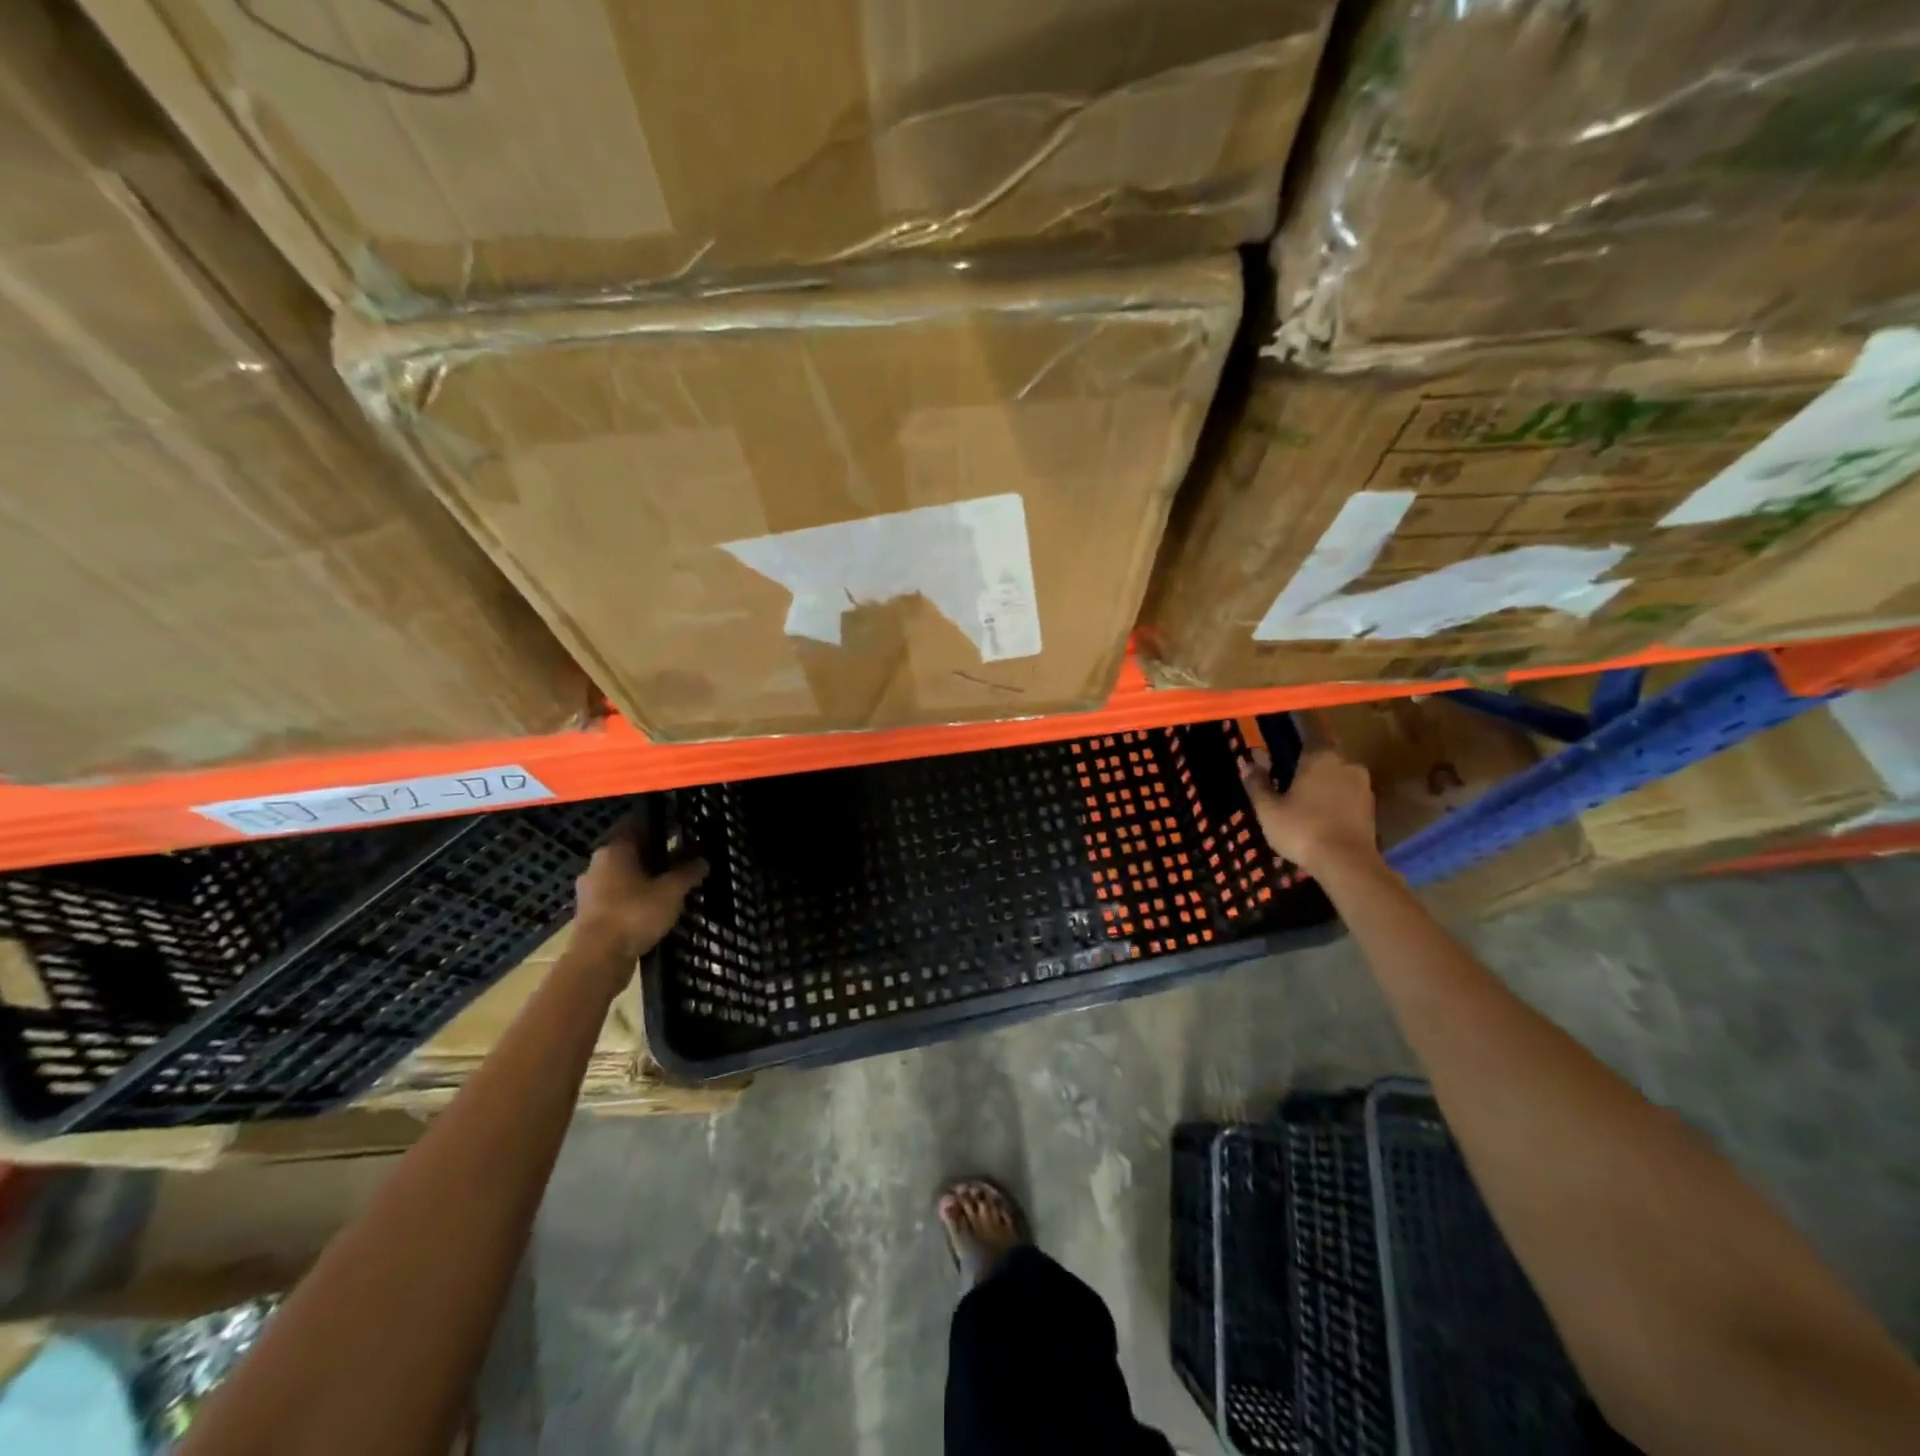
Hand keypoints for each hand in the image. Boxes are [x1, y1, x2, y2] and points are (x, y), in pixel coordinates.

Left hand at [573, 819, 706, 960]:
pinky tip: (653, 909)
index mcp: (614, 850)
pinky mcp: (590, 914)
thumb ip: (688, 873)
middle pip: (631, 851)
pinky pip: (617, 897)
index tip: (680, 829)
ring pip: (624, 876)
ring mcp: (590, 891)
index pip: (637, 825)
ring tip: (671, 887)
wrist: (598, 960)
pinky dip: (634, 899)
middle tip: (682, 859)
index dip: (660, 826)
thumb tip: (703, 860)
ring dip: (645, 879)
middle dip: (655, 855)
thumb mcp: (671, 891)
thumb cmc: (634, 914)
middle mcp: (598, 865)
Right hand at [1239, 746, 1380, 876]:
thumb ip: (1257, 783)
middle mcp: (1345, 762)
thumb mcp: (1269, 809)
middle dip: (1307, 765)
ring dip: (1323, 783)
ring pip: (1337, 775)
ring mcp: (1363, 784)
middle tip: (1288, 780)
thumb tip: (1247, 763)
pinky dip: (1335, 800)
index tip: (1280, 751)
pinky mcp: (1371, 806)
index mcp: (1320, 756)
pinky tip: (1321, 816)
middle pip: (1323, 756)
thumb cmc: (1302, 829)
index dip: (1293, 742)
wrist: (1347, 863)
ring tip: (1304, 801)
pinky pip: (1347, 794)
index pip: (1307, 734)